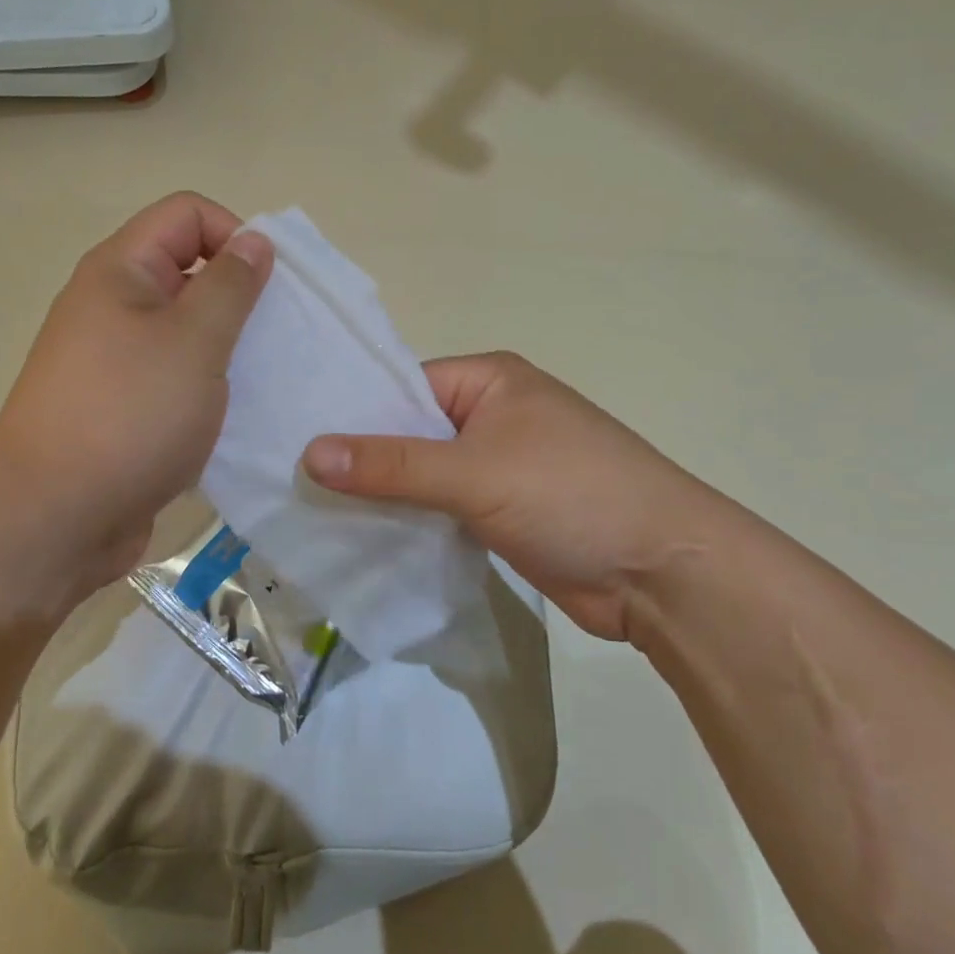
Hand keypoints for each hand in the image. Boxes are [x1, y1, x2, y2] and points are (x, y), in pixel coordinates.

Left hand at [0, 192, 271, 613]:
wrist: (54, 518)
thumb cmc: (129, 415)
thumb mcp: (194, 341)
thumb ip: (231, 285)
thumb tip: (254, 240)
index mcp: (121, 271)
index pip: (188, 214)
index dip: (235, 233)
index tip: (270, 286)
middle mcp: (113, 306)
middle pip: (189, 270)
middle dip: (240, 295)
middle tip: (277, 337)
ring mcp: (116, 360)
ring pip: (186, 330)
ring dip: (229, 346)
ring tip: (265, 379)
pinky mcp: (124, 408)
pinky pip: (177, 377)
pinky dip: (210, 387)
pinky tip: (237, 415)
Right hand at [301, 352, 731, 645]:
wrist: (662, 573)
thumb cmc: (571, 495)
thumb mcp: (475, 472)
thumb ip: (392, 465)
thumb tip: (309, 454)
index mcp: (488, 380)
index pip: (401, 387)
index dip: (351, 414)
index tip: (294, 442)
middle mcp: (490, 415)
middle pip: (408, 433)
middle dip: (362, 460)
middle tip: (292, 484)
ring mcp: (497, 466)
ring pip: (422, 476)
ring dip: (383, 496)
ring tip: (313, 514)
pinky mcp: (500, 513)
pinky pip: (440, 510)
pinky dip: (409, 523)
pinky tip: (362, 540)